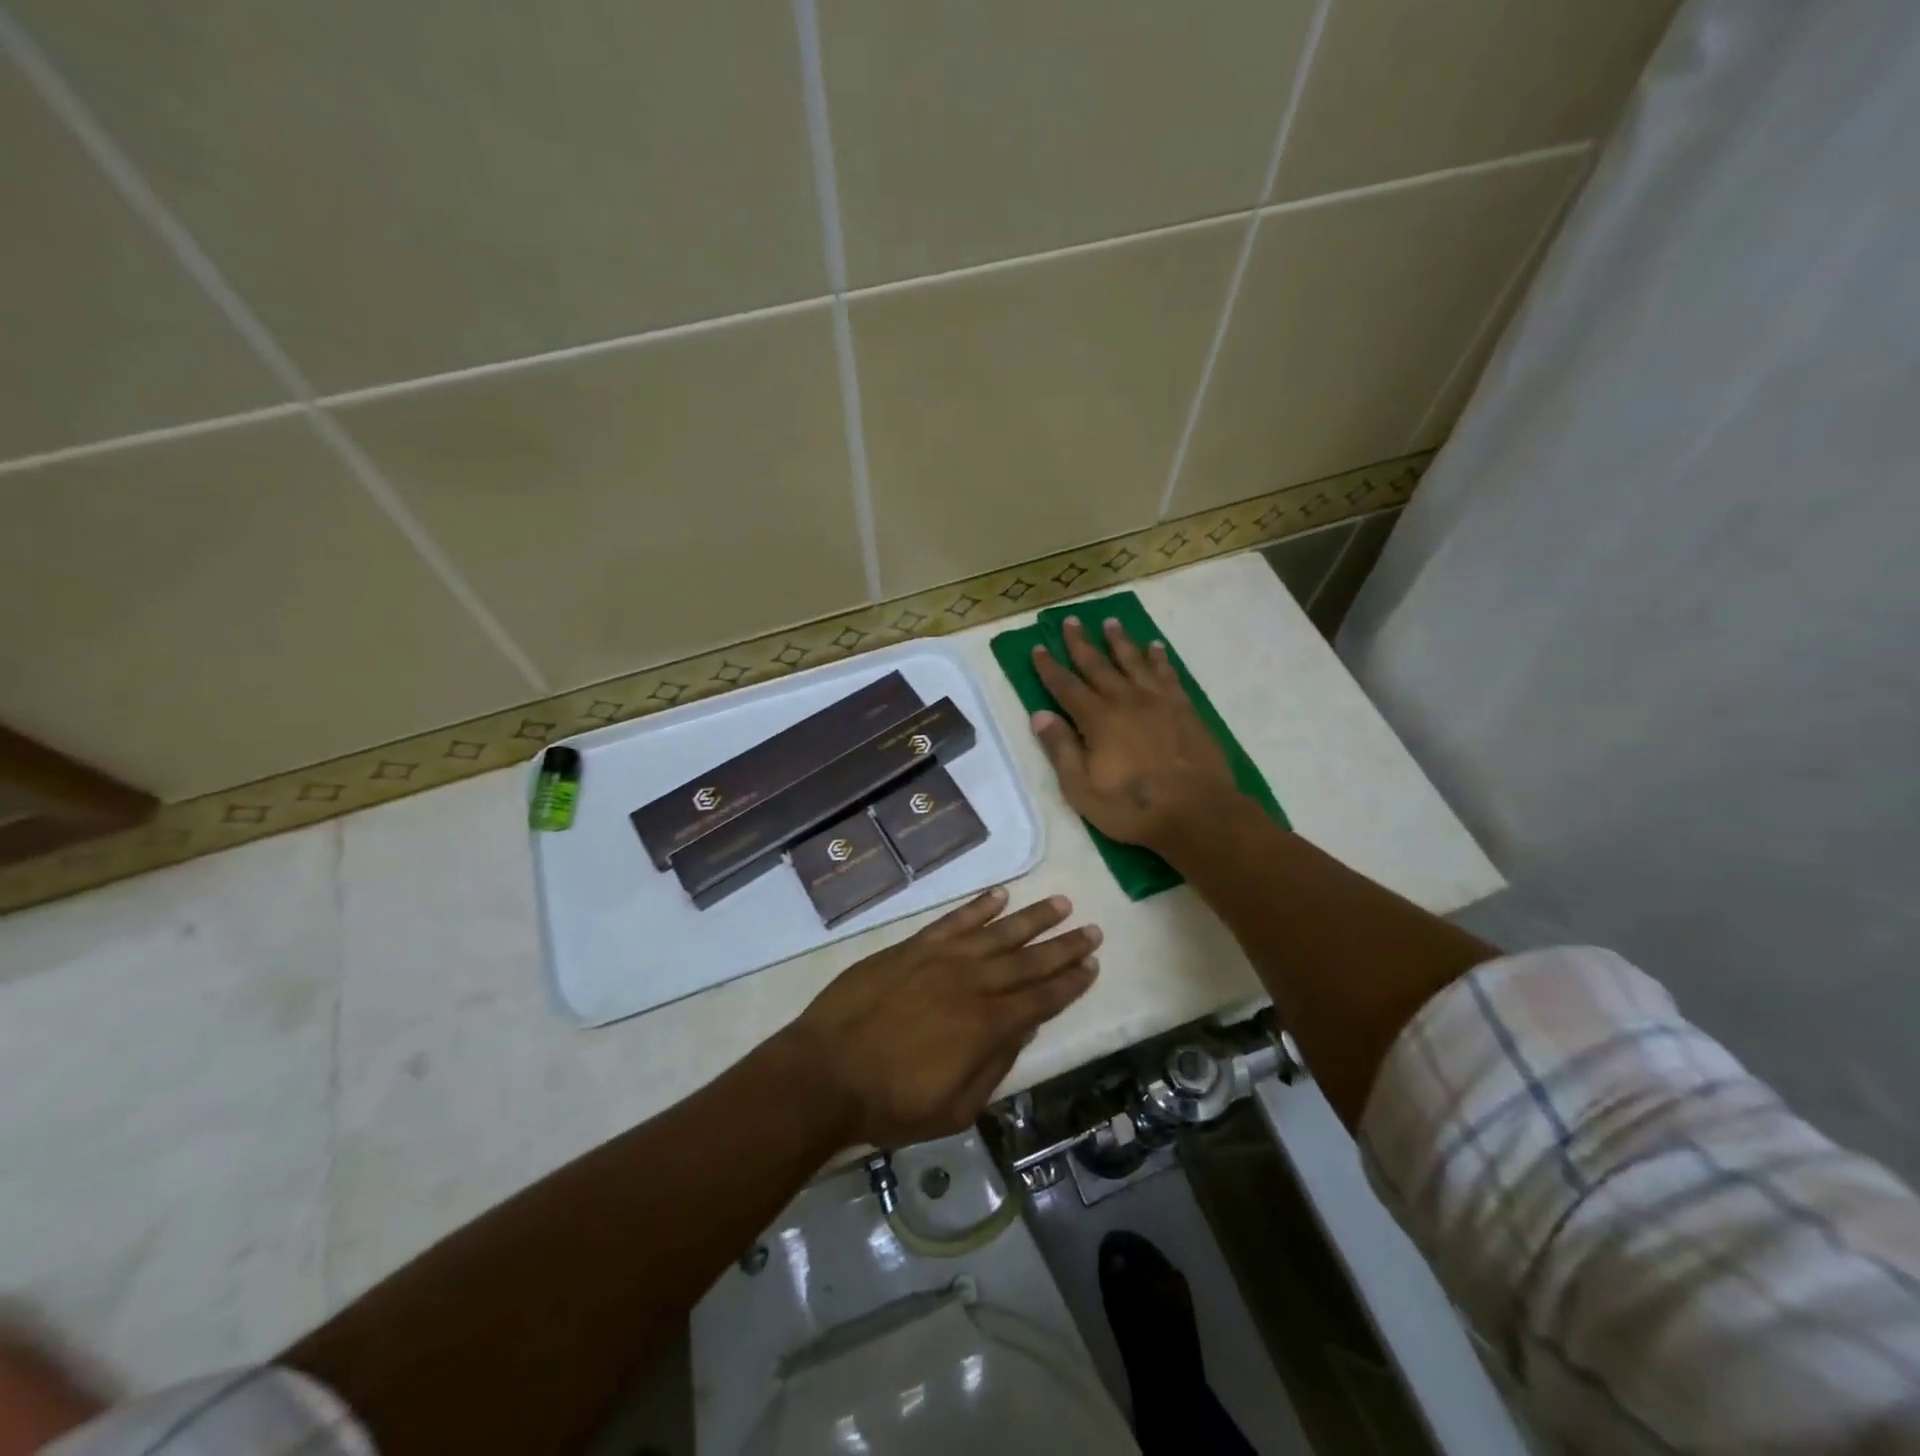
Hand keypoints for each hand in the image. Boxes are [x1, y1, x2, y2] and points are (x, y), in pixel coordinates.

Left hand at [786, 888, 1099, 1148]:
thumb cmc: (890, 1102)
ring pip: (998, 932)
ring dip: (1032, 918)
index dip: (1069, 982)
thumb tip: (1022, 1030)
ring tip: (1060, 903)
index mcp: (987, 1026)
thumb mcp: (955, 1109)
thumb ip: (994, 1067)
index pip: (1041, 999)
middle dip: (1063, 945)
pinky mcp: (913, 946)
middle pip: (1028, 960)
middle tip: (1092, 929)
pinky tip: (1000, 895)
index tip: (1092, 964)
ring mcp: (942, 959)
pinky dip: (979, 907)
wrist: (826, 1071)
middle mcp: (972, 984)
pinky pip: (954, 920)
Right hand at [1030, 616, 1242, 848]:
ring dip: (1120, 642)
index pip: (1066, 687)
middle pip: (1098, 665)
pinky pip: (1167, 674)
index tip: (1038, 648)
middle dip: (1081, 643)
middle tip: (1071, 620)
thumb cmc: (1133, 808)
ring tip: (1111, 623)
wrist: (1197, 812)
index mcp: (1098, 720)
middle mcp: (1126, 701)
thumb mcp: (1082, 790)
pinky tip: (1155, 648)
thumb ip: (1061, 750)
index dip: (1049, 668)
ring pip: (1134, 662)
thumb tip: (1039, 715)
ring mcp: (1158, 702)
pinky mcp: (1184, 709)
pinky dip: (1159, 659)